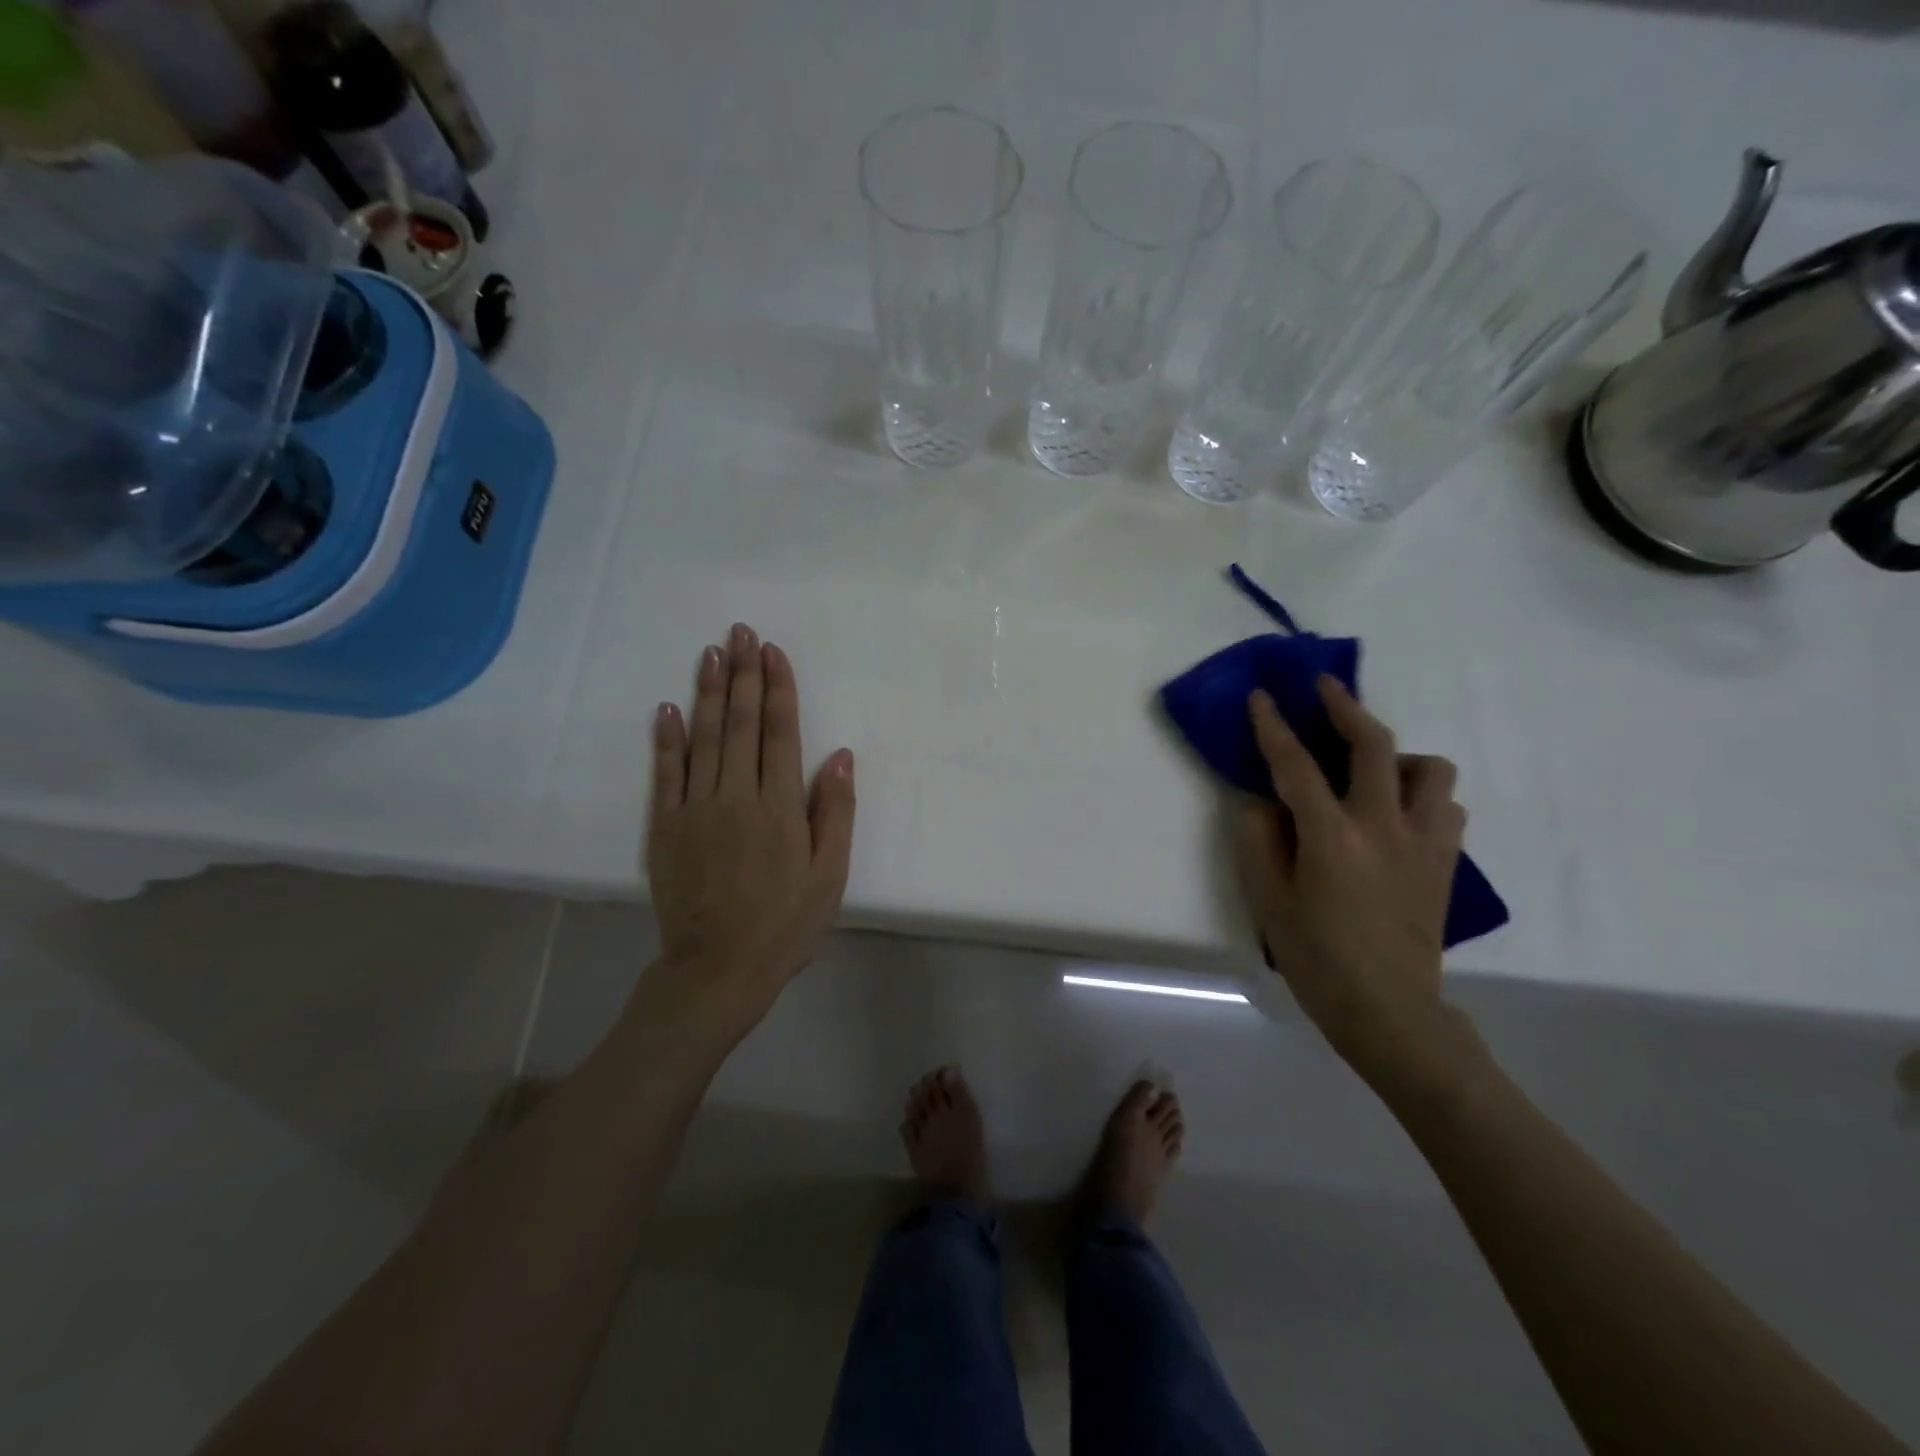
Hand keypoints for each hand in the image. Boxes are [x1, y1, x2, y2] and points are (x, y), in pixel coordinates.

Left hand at [644, 625, 855, 1032]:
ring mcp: (696, 809)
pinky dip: (667, 739)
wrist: (719, 968)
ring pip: (703, 738)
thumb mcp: (830, 875)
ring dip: (708, 692)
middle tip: (742, 632)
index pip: (780, 733)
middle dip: (744, 674)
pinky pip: (665, 773)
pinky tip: (668, 708)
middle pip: (740, 724)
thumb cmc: (786, 923)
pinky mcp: (666, 827)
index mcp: (780, 807)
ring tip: (712, 652)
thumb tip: (838, 757)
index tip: (774, 652)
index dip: (778, 689)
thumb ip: (835, 813)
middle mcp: (737, 796)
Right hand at [1235, 676, 1476, 1093]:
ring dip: (1397, 756)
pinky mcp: (1445, 863)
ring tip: (1369, 769)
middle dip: (1347, 707)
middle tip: (1325, 688)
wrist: (1390, 1012)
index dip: (1274, 725)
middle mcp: (1384, 827)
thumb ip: (1258, 842)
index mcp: (1333, 838)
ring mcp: (1424, 843)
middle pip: (1375, 745)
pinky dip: (1422, 795)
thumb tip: (1260, 802)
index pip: (1296, 765)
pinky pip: (1446, 807)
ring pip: (1430, 769)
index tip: (1262, 695)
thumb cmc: (1318, 959)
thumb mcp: (1268, 902)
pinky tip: (1396, 813)